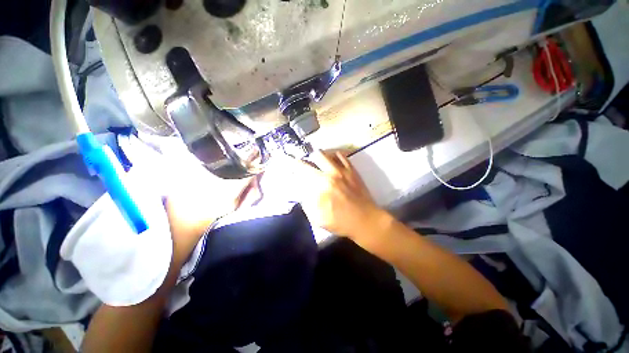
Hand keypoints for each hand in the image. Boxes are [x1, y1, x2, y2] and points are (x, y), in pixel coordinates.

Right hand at [277, 151, 387, 239]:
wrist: (365, 220)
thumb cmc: (340, 222)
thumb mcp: (317, 217)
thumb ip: (306, 202)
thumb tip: (302, 190)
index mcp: (321, 184)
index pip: (303, 168)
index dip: (293, 163)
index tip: (288, 160)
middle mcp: (331, 173)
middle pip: (315, 156)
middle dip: (307, 158)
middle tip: (305, 163)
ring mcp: (343, 170)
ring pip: (328, 153)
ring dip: (319, 156)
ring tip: (317, 161)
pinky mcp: (353, 171)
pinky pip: (342, 156)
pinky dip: (334, 156)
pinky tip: (332, 161)